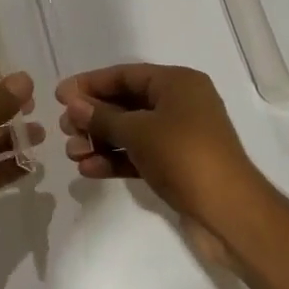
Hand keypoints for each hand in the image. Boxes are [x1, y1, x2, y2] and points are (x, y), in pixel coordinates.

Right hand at [56, 64, 266, 243]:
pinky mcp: (176, 165)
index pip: (125, 75)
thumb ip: (102, 116)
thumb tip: (73, 103)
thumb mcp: (138, 131)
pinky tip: (88, 170)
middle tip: (64, 128)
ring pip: (130, 131)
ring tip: (71, 153)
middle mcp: (180, 104)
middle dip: (92, 116)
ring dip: (100, 140)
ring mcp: (179, 136)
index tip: (59, 96)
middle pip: (126, 102)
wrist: (229, 213)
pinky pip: (139, 154)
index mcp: (177, 83)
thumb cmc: (184, 156)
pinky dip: (116, 159)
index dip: (91, 83)